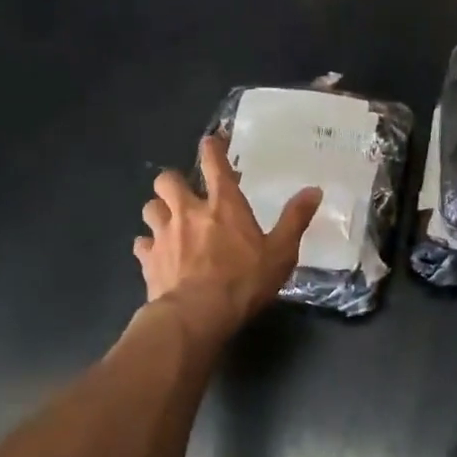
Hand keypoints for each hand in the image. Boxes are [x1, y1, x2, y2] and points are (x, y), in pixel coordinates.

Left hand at [134, 136, 320, 338]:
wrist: (196, 315)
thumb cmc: (243, 281)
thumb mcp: (281, 252)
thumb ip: (295, 219)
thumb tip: (314, 190)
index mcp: (223, 205)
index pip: (214, 164)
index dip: (212, 148)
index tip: (212, 142)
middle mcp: (188, 211)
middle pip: (167, 180)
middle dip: (174, 181)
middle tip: (186, 193)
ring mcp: (163, 235)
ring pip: (150, 207)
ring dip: (159, 210)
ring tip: (170, 222)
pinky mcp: (148, 260)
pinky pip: (142, 244)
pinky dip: (148, 245)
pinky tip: (157, 254)